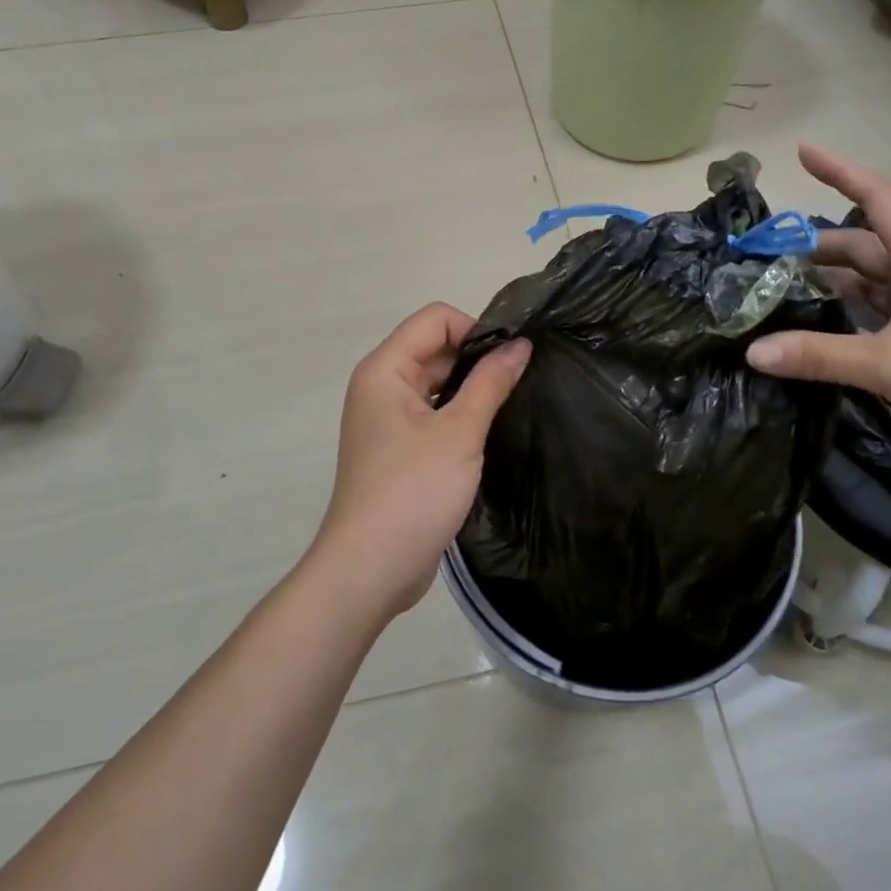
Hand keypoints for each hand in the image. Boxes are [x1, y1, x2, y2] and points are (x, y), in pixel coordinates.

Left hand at [313, 304, 530, 620]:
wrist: (369, 570)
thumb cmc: (412, 492)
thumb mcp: (460, 432)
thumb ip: (490, 382)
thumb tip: (521, 344)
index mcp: (385, 370)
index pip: (435, 319)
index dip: (474, 329)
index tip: (510, 359)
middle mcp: (381, 387)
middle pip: (435, 348)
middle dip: (477, 359)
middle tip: (520, 383)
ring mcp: (388, 420)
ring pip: (437, 383)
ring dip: (471, 389)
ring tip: (511, 405)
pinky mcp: (399, 449)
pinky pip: (433, 413)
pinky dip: (460, 414)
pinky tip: (490, 432)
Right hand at [745, 145, 890, 490]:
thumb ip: (820, 356)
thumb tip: (752, 351)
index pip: (879, 201)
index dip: (841, 172)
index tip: (802, 152)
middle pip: (861, 248)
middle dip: (813, 247)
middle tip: (762, 258)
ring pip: (864, 286)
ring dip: (824, 285)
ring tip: (775, 292)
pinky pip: (871, 321)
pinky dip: (840, 320)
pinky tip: (810, 333)